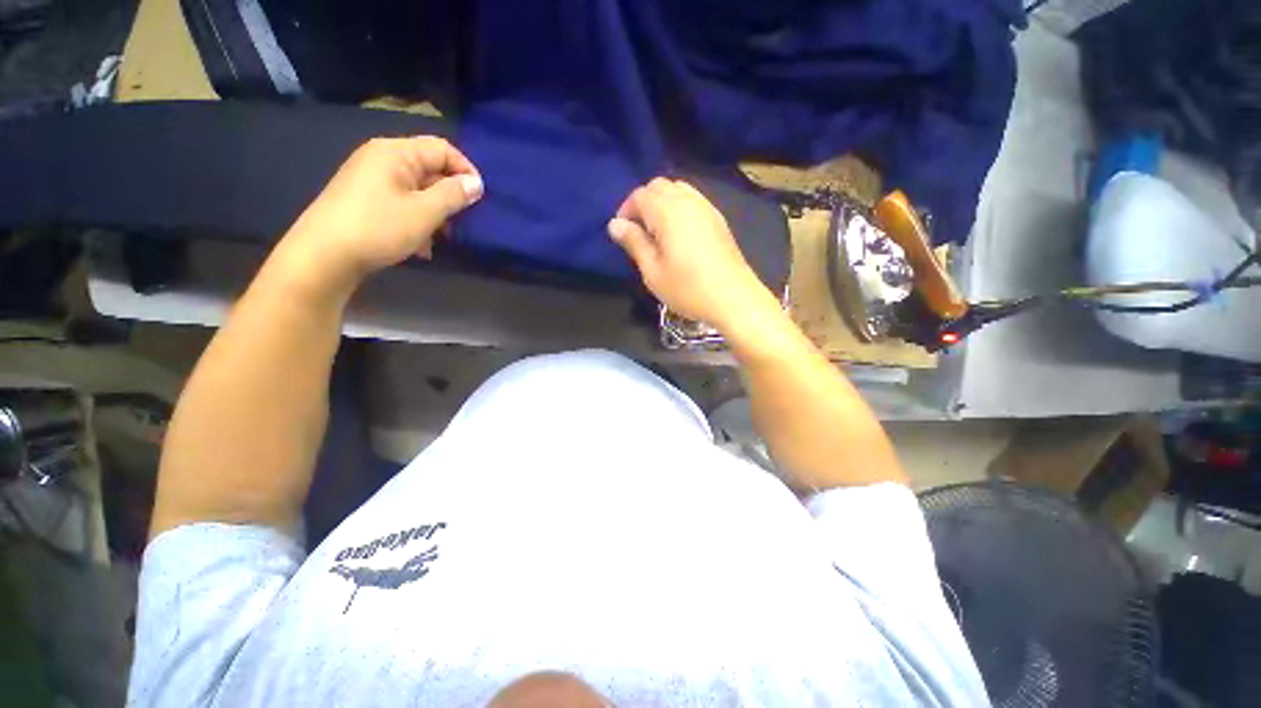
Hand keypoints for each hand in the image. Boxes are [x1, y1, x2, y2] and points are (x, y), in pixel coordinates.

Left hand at [281, 136, 482, 291]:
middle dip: (450, 196)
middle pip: (430, 169)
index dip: (465, 170)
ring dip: (435, 213)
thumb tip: (476, 183)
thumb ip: (453, 195)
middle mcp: (382, 158)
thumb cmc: (378, 228)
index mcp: (395, 153)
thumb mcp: (424, 212)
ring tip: (441, 238)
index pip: (442, 148)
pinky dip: (417, 221)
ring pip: (418, 190)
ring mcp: (371, 179)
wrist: (324, 255)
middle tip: (463, 221)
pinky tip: (421, 246)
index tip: (480, 198)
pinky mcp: (365, 199)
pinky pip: (402, 203)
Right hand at [609, 178, 774, 329]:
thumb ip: (634, 243)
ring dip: (661, 203)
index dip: (626, 210)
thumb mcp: (652, 271)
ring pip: (678, 189)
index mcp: (667, 211)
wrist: (733, 298)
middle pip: (659, 186)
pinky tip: (678, 233)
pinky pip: (693, 199)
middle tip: (638, 231)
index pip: (640, 195)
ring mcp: (706, 207)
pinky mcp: (718, 219)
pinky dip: (678, 207)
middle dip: (643, 203)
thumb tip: (614, 224)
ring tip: (656, 232)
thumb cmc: (687, 288)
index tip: (622, 233)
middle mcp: (687, 201)